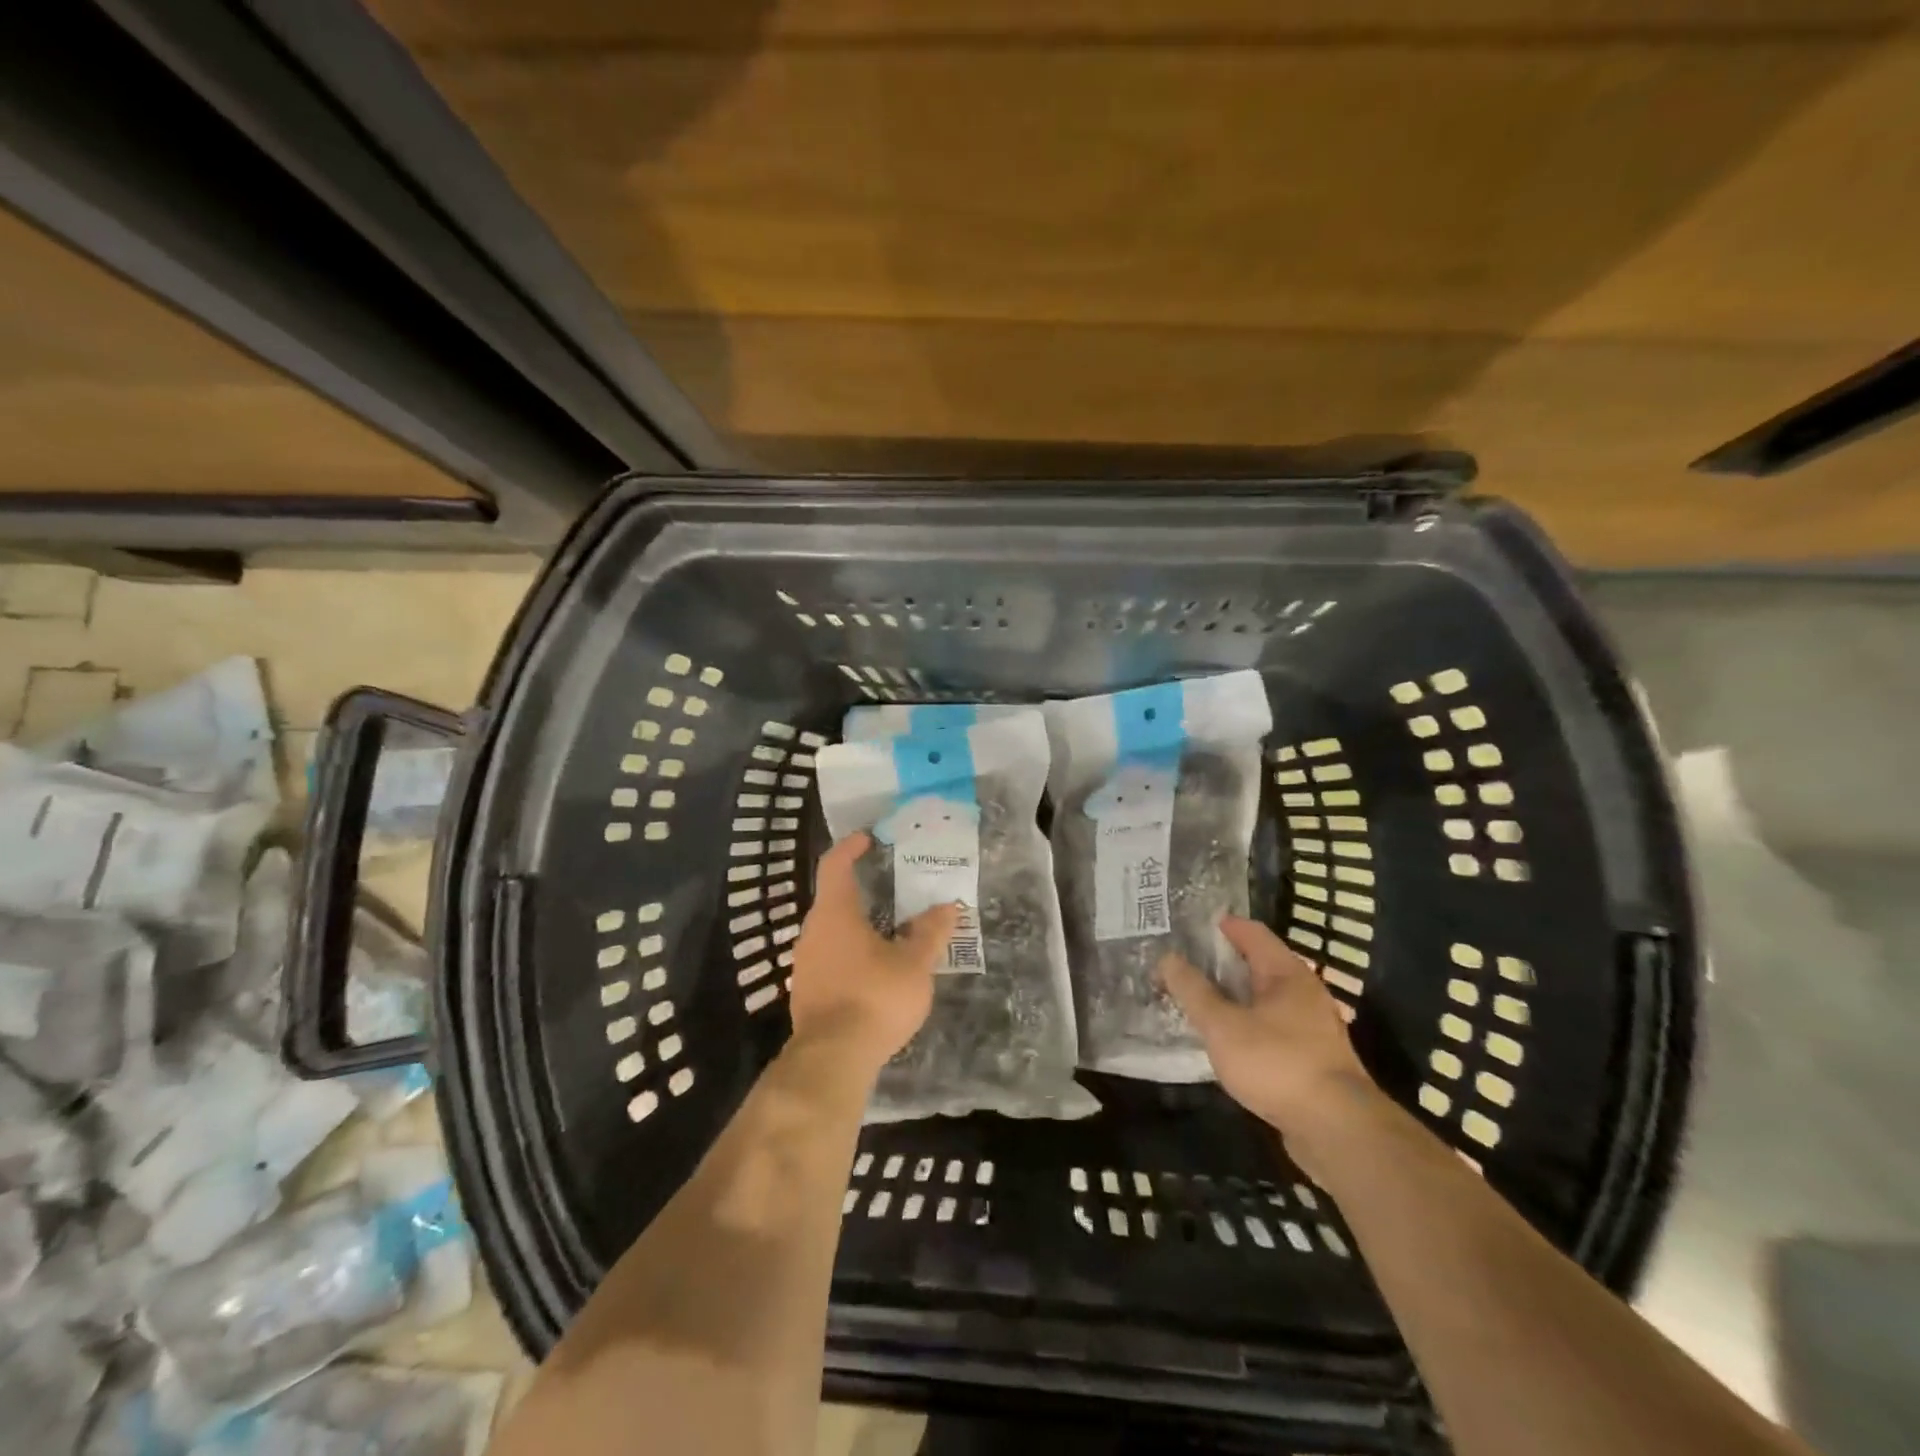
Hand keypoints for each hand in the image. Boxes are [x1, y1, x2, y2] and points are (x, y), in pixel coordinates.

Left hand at [788, 832, 958, 1079]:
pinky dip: (851, 952)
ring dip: (857, 924)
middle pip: (833, 898)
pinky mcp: (807, 992)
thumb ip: (930, 933)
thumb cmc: (874, 997)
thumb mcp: (914, 964)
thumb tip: (947, 907)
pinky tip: (875, 969)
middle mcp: (813, 931)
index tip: (868, 838)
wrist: (832, 1059)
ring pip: (831, 931)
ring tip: (890, 929)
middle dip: (861, 889)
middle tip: (892, 887)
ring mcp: (805, 963)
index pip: (835, 865)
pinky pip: (830, 958)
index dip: (850, 847)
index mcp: (835, 913)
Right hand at [1160, 917, 1386, 1180]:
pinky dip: (1246, 1022)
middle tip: (1184, 962)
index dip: (1221, 925)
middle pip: (1259, 964)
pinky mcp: (1312, 1058)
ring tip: (1198, 998)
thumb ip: (1193, 991)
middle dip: (1222, 961)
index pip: (1251, 932)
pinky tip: (1226, 1038)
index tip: (1189, 925)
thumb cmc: (1277, 1064)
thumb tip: (1167, 958)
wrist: (1338, 1131)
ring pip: (1265, 998)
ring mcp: (1312, 1027)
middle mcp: (1304, 992)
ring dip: (1233, 995)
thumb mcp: (1223, 1026)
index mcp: (1287, 973)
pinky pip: (1272, 1026)